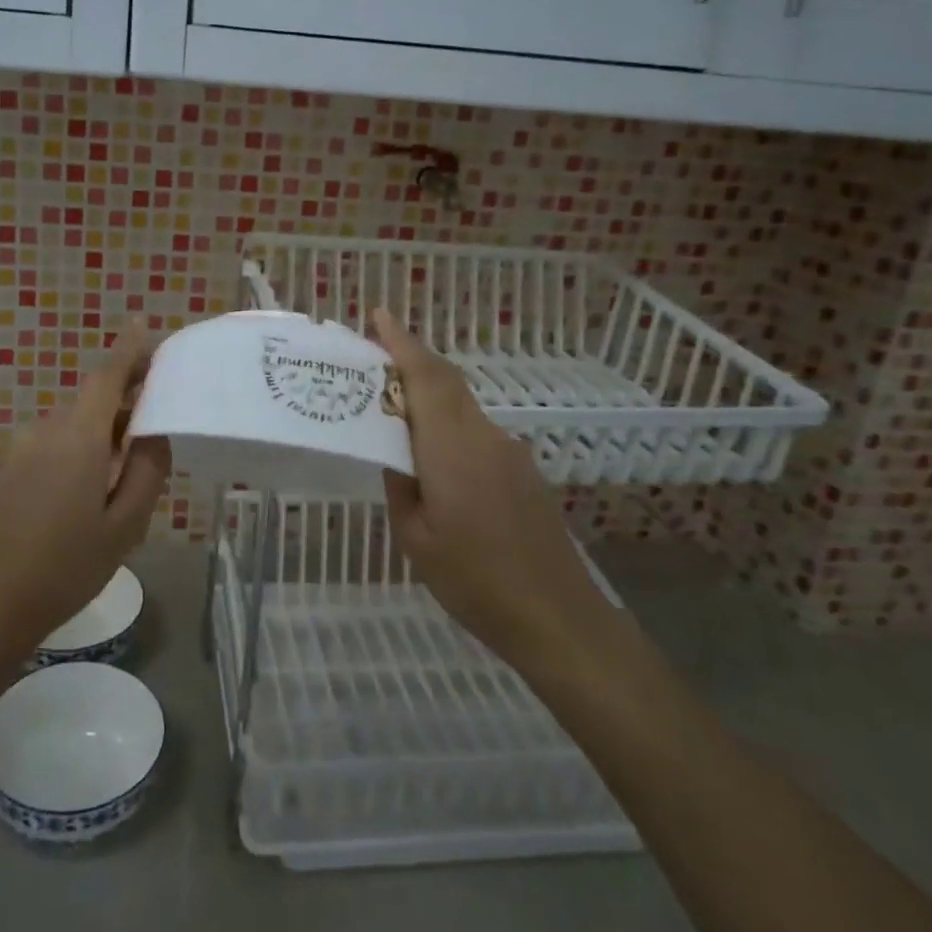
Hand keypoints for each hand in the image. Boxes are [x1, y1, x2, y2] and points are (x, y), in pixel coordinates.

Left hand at [0, 322, 171, 658]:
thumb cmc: (66, 566)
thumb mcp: (125, 524)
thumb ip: (147, 470)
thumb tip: (154, 433)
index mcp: (77, 437)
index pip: (106, 376)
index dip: (127, 350)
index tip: (142, 324)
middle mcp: (46, 431)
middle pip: (92, 399)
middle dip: (125, 398)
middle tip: (158, 416)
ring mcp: (23, 449)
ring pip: (75, 424)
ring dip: (105, 429)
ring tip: (131, 464)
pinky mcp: (11, 468)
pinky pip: (57, 442)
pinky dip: (83, 446)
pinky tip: (95, 486)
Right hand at [371, 309, 609, 662]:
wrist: (557, 617)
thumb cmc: (475, 580)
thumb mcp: (415, 538)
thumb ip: (400, 484)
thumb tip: (394, 452)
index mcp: (451, 448)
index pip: (425, 377)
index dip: (401, 342)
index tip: (378, 314)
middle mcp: (483, 436)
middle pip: (446, 380)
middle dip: (411, 358)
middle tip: (374, 353)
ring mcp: (508, 451)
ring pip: (461, 405)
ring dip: (428, 393)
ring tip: (393, 409)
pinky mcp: (522, 470)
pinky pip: (475, 430)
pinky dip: (447, 423)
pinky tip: (433, 457)